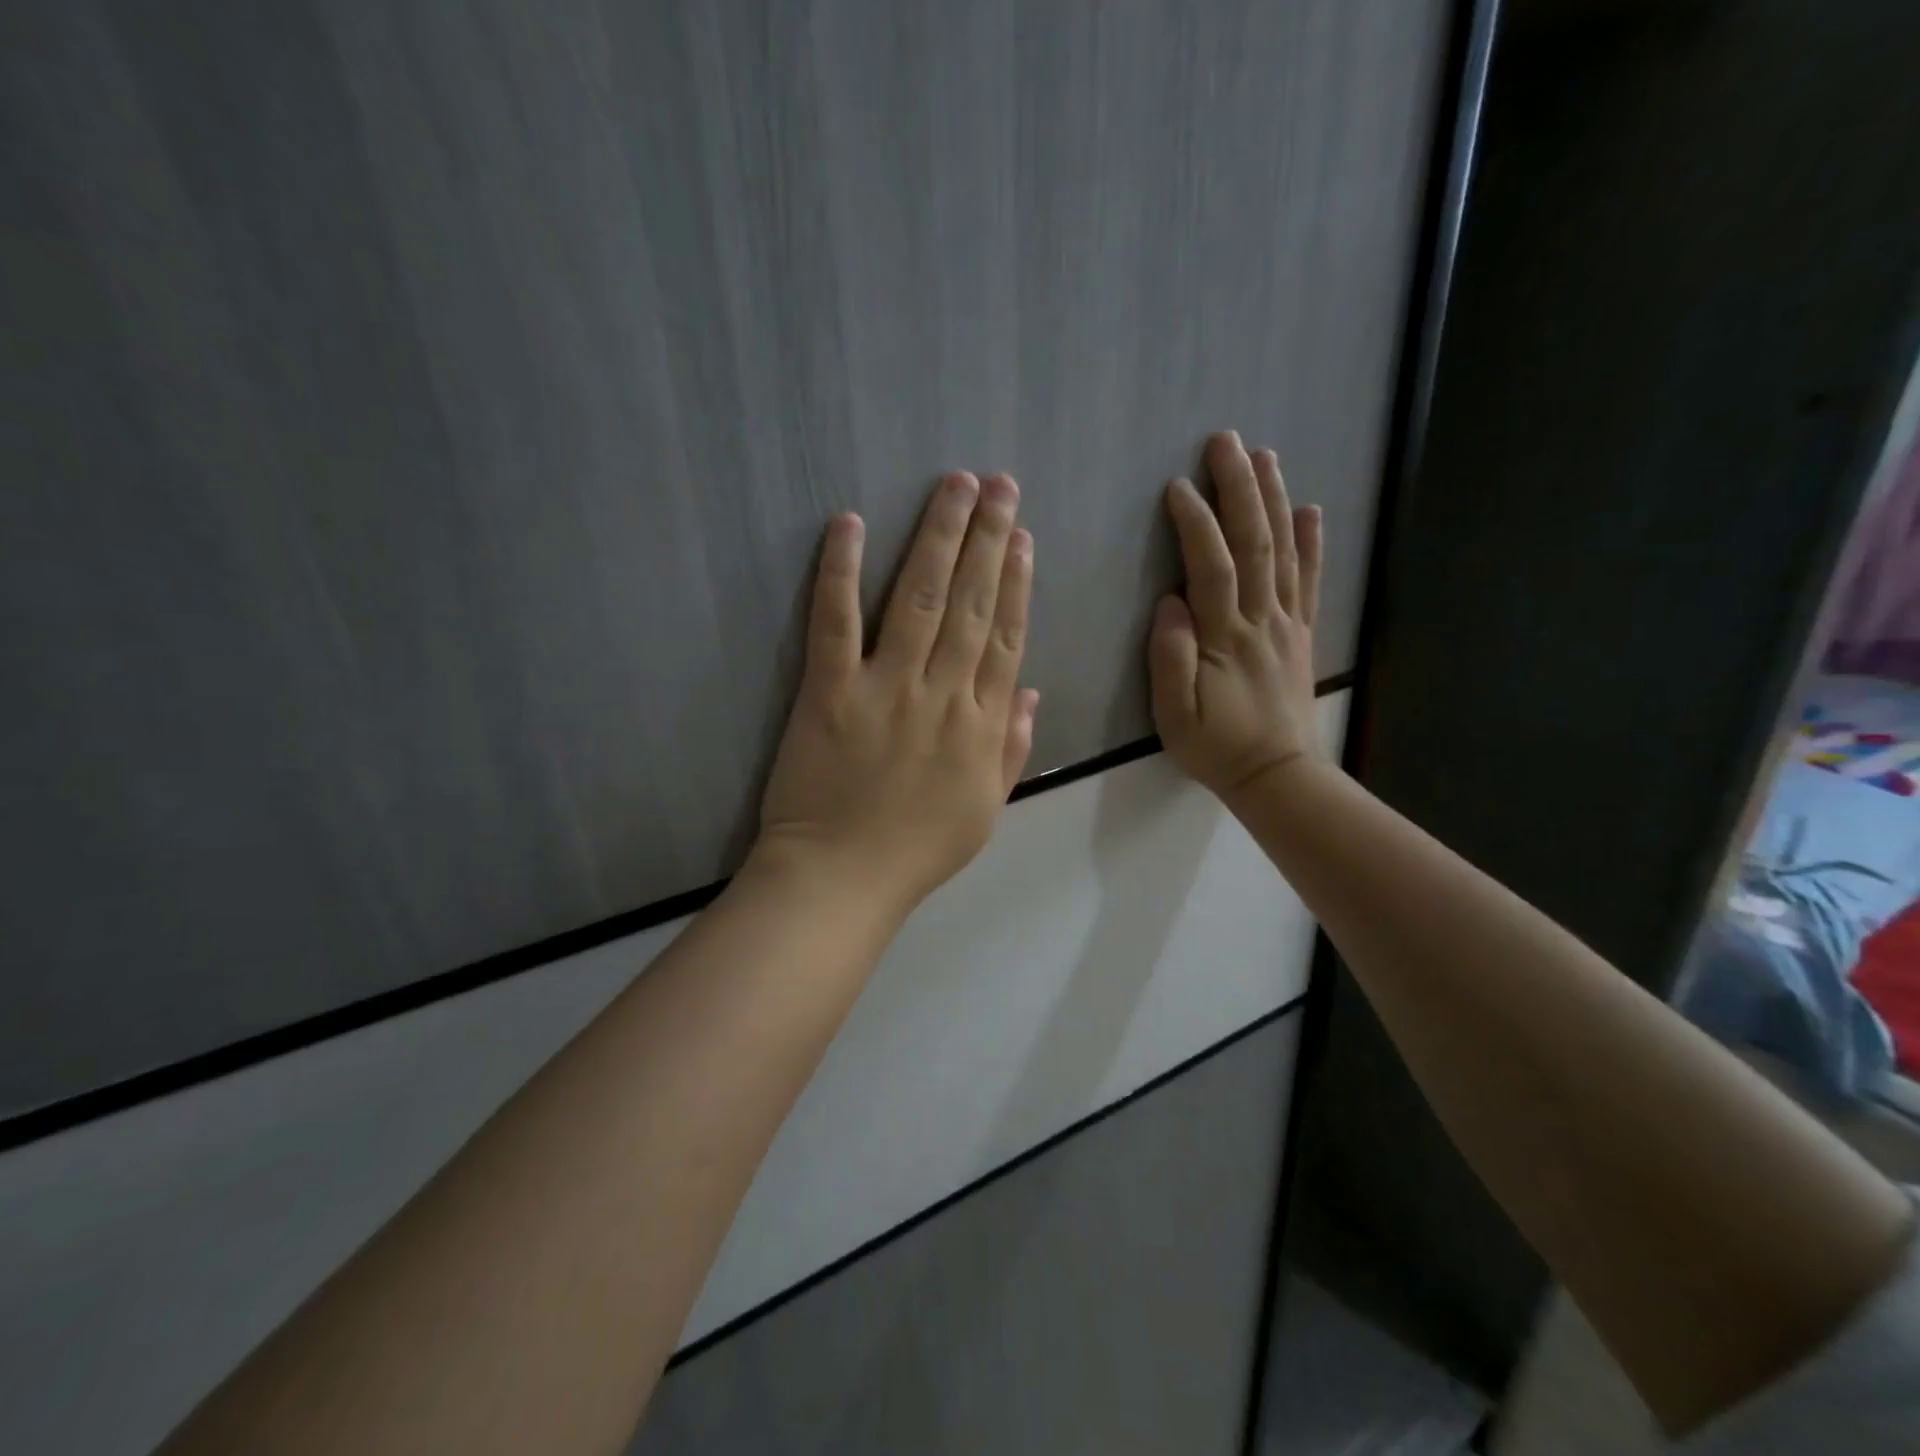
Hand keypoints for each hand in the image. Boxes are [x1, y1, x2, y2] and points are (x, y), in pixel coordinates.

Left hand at [754, 472, 1039, 920]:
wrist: (843, 878)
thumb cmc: (916, 850)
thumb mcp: (985, 808)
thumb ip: (1011, 748)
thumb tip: (1031, 692)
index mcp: (982, 724)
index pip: (1006, 637)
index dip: (1017, 581)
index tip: (1022, 536)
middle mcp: (942, 694)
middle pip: (970, 603)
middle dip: (987, 538)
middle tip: (998, 484)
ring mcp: (885, 688)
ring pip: (918, 598)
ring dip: (938, 537)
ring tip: (955, 485)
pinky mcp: (829, 691)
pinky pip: (836, 622)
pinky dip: (840, 570)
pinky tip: (850, 523)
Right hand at [1150, 431, 1322, 802]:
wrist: (1276, 775)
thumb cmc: (1216, 746)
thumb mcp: (1175, 715)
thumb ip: (1170, 659)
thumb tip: (1170, 603)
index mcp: (1225, 637)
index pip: (1211, 567)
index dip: (1196, 523)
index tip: (1178, 486)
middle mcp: (1261, 619)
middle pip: (1254, 544)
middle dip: (1240, 489)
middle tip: (1226, 443)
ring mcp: (1287, 624)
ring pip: (1284, 552)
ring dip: (1274, 501)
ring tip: (1265, 457)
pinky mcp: (1302, 634)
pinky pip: (1310, 582)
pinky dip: (1313, 543)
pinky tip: (1311, 510)